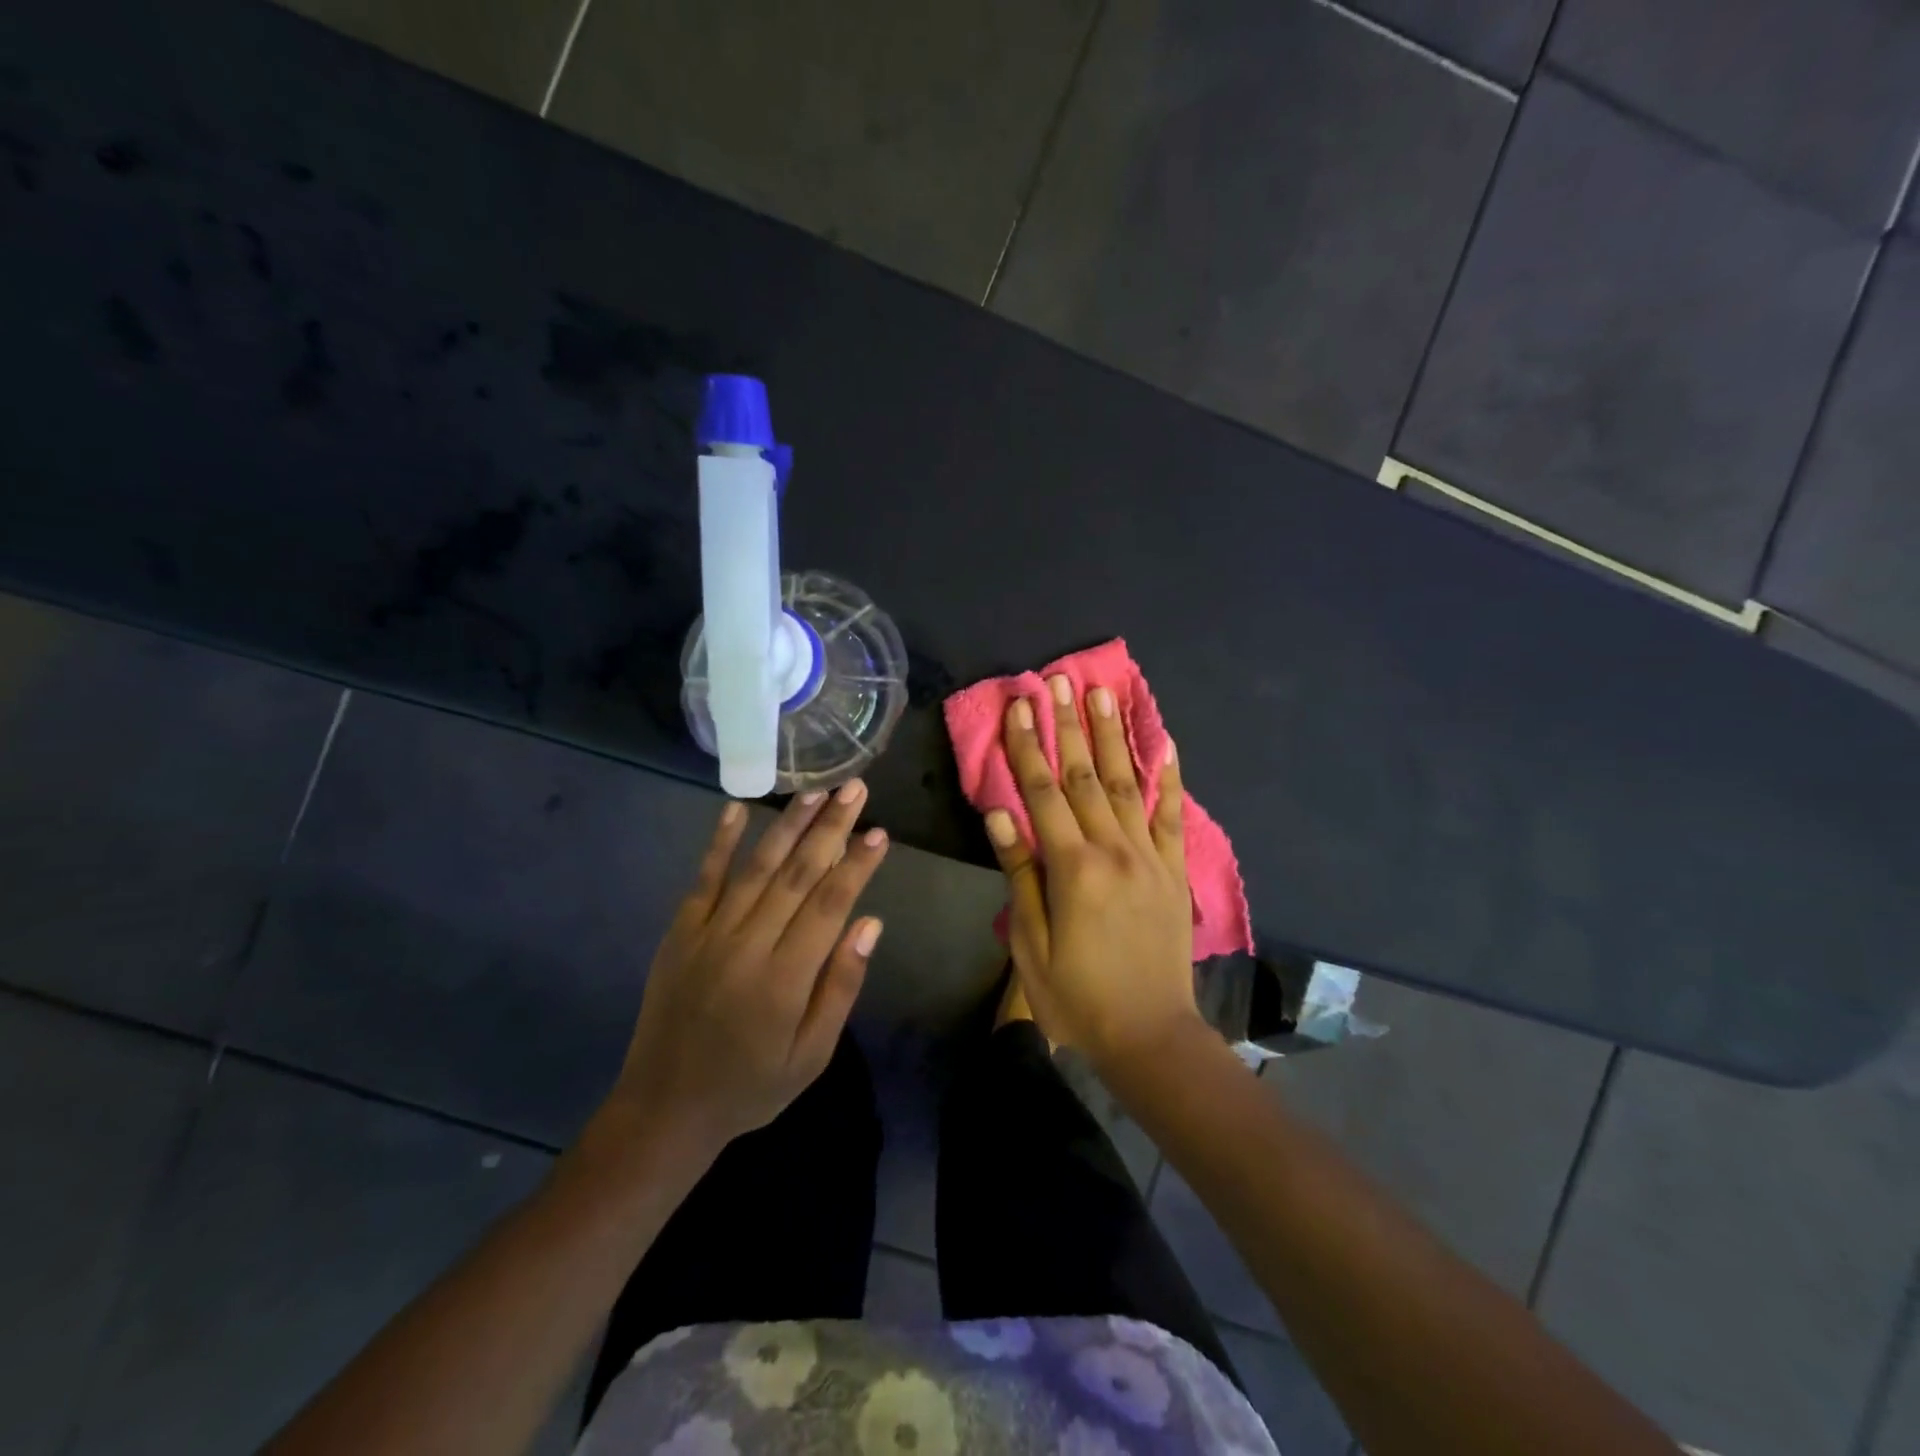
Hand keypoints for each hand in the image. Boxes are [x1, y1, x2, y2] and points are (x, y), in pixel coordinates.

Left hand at [589, 784, 888, 1163]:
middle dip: (830, 828)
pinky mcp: (680, 932)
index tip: (879, 831)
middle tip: (855, 787)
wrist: (665, 1108)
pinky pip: (704, 879)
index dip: (856, 865)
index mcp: (784, 979)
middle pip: (797, 874)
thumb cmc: (751, 1086)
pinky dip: (720, 842)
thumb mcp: (811, 1055)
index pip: (829, 906)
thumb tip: (871, 923)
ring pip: (756, 868)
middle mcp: (747, 946)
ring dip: (787, 825)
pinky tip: (737, 809)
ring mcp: (708, 934)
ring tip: (815, 790)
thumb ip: (841, 987)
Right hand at [984, 675, 1200, 1068]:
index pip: (1042, 793)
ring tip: (1104, 693)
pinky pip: (1172, 816)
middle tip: (1057, 681)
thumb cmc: (1077, 995)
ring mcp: (1150, 857)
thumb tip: (1001, 815)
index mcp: (1072, 868)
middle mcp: (1114, 850)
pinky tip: (1166, 743)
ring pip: (1126, 784)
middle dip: (1068, 725)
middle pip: (1084, 776)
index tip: (1017, 706)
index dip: (1026, 747)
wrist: (1149, 1035)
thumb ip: (1020, 875)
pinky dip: (1168, 778)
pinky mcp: (1173, 870)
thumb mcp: (1031, 944)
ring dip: (1112, 736)